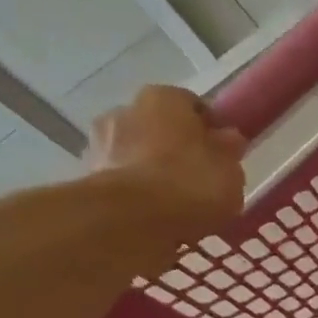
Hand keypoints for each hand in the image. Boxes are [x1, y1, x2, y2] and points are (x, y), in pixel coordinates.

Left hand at [87, 85, 246, 229]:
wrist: (130, 219)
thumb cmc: (190, 184)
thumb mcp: (230, 170)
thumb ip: (228, 152)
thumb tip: (228, 139)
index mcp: (164, 98)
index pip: (193, 106)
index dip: (211, 130)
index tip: (224, 155)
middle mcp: (126, 109)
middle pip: (160, 128)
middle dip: (176, 149)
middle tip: (199, 180)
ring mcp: (100, 143)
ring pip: (138, 155)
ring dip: (153, 172)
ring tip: (176, 204)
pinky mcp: (87, 177)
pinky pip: (123, 182)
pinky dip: (137, 194)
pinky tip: (155, 217)